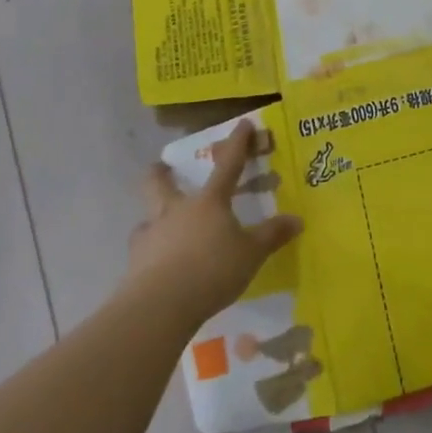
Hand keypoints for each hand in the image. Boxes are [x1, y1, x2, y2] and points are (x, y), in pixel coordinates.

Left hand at [126, 121, 301, 329]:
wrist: (159, 307)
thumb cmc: (211, 271)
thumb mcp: (251, 254)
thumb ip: (272, 235)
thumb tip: (297, 220)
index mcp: (209, 202)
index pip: (228, 165)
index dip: (238, 144)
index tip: (243, 124)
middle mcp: (176, 211)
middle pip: (160, 182)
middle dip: (161, 172)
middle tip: (162, 168)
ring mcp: (151, 235)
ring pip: (147, 215)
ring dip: (154, 216)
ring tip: (162, 227)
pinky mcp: (134, 263)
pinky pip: (142, 249)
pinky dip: (149, 252)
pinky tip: (156, 264)